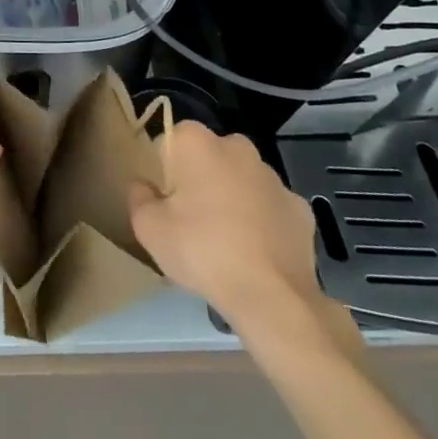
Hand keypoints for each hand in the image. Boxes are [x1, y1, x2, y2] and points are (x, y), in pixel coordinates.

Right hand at [128, 121, 360, 354]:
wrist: (272, 296)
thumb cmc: (202, 251)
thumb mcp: (148, 228)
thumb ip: (138, 197)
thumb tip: (143, 185)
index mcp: (197, 142)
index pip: (169, 143)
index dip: (162, 172)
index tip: (164, 203)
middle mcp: (237, 146)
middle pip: (207, 157)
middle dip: (199, 180)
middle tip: (191, 222)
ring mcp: (273, 176)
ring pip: (241, 180)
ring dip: (231, 198)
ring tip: (225, 242)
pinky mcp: (299, 206)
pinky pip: (269, 207)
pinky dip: (262, 221)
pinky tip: (256, 252)